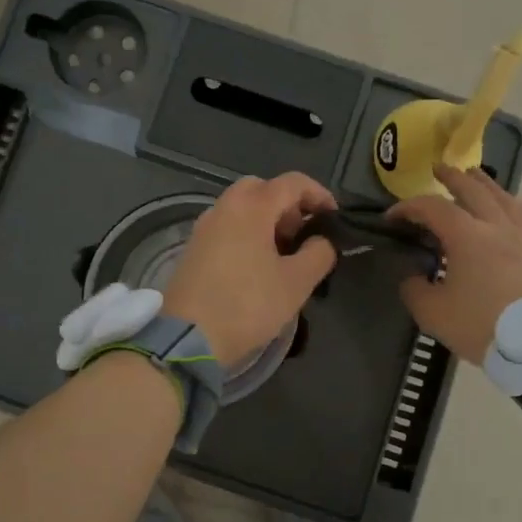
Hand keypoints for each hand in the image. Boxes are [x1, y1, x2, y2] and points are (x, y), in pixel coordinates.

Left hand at [165, 173, 338, 363]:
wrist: (187, 338)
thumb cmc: (247, 305)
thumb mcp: (296, 283)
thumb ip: (318, 253)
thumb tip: (322, 240)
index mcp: (251, 207)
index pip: (292, 182)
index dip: (319, 195)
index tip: (334, 219)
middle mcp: (224, 207)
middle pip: (262, 188)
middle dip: (288, 205)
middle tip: (303, 235)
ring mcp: (204, 227)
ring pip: (241, 207)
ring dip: (267, 220)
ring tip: (283, 255)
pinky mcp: (193, 248)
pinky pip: (226, 226)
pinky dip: (247, 233)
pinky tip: (256, 266)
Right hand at [387, 165, 521, 362]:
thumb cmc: (483, 325)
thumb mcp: (433, 313)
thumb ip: (415, 290)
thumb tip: (413, 277)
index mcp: (466, 235)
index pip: (431, 208)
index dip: (408, 208)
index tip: (391, 219)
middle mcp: (495, 227)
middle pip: (473, 190)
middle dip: (452, 177)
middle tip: (438, 169)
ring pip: (504, 199)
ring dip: (486, 184)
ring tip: (475, 176)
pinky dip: (515, 207)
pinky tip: (513, 206)